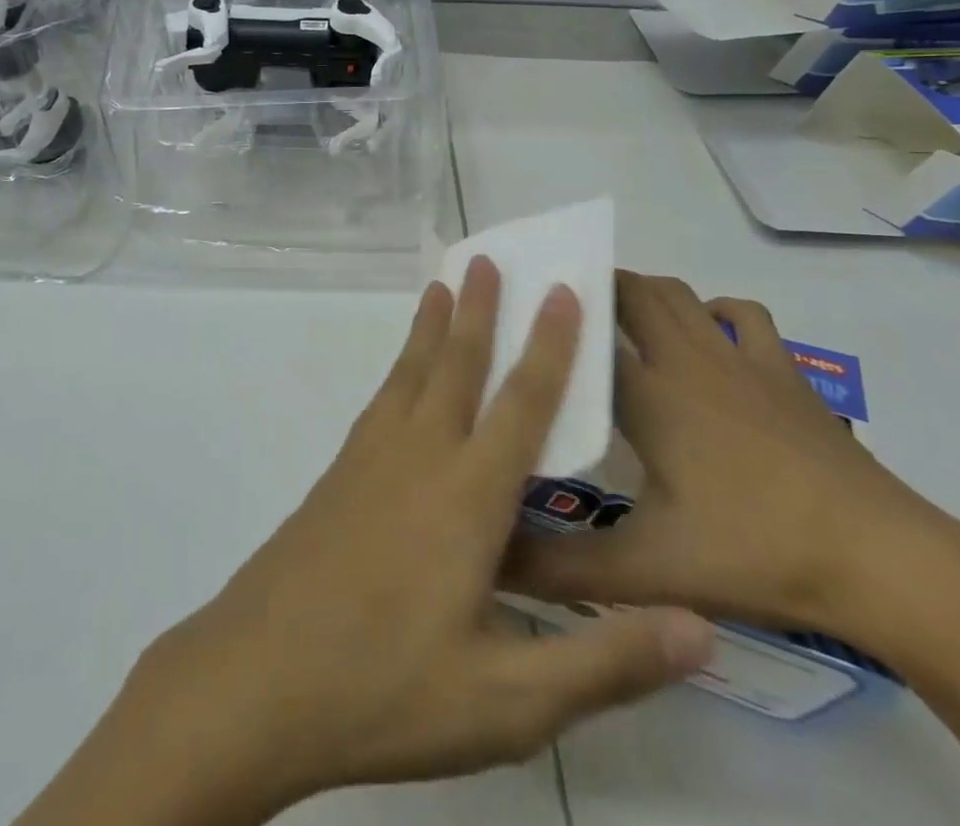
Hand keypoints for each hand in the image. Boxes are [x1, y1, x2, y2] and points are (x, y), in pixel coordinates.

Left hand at [84, 260, 714, 822]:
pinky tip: (401, 375)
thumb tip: (700, 627)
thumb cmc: (387, 690)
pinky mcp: (338, 475)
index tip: (563, 291)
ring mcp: (370, 460)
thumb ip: (604, 661)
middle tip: (488, 256)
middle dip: (480, 309)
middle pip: (457, 365)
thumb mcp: (509, 702)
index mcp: (468, 498)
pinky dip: (399, 367)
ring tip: (442, 285)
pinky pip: (381, 399)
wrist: (258, 679)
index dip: (549, 346)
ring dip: (432, 326)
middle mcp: (420, 458)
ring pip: (411, 372)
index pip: (522, 404)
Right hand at [503, 272, 959, 641]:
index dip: (552, 321)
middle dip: (598, 288)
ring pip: (682, 295)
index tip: (523, 315)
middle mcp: (688, 361)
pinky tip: (707, 333)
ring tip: (620, 316)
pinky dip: (715, 309)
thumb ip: (564, 568)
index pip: (586, 336)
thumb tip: (489, 563)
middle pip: (634, 293)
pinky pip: (744, 315)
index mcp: (650, 396)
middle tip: (564, 312)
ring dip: (647, 292)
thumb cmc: (756, 552)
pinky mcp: (785, 373)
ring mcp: (741, 360)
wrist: (883, 560)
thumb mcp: (648, 570)